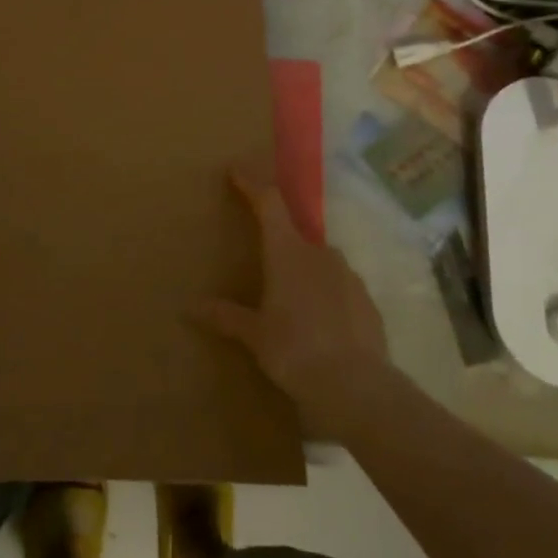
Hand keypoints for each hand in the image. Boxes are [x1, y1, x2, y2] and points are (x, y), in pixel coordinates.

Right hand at [190, 166, 393, 434]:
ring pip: (319, 262)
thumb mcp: (255, 336)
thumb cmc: (295, 351)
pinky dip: (326, 296)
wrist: (358, 387)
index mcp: (287, 252)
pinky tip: (320, 325)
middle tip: (263, 268)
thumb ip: (226, 316)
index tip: (236, 169)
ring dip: (303, 273)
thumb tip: (190, 307)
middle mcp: (319, 253)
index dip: (252, 183)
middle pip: (294, 235)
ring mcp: (348, 275)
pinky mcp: (367, 300)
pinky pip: (340, 287)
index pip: (268, 203)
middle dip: (278, 245)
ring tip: (292, 305)